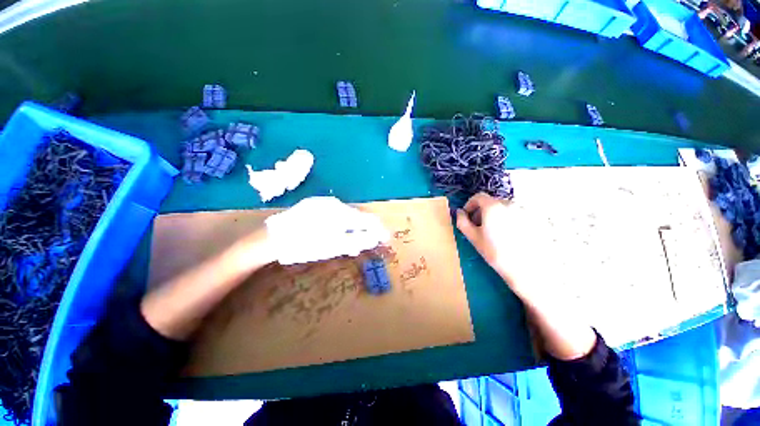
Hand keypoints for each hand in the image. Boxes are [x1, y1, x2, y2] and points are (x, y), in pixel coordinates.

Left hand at [266, 197, 389, 264]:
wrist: (272, 238)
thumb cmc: (305, 245)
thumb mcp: (334, 246)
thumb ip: (357, 241)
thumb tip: (375, 238)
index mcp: (340, 212)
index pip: (366, 219)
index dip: (378, 229)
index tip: (385, 237)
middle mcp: (334, 203)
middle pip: (356, 216)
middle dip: (364, 229)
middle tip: (367, 242)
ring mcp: (323, 203)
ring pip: (345, 215)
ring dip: (352, 228)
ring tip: (351, 242)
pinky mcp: (314, 205)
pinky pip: (334, 214)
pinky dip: (340, 224)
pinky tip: (337, 234)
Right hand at [455, 193, 522, 280]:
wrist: (526, 268)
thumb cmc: (495, 252)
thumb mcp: (473, 237)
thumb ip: (462, 221)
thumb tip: (459, 212)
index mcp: (493, 206)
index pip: (478, 196)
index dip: (470, 204)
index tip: (467, 216)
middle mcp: (510, 203)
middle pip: (491, 202)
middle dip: (482, 211)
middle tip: (478, 226)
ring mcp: (523, 211)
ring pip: (503, 208)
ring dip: (494, 215)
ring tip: (493, 232)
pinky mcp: (532, 219)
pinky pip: (515, 214)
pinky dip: (507, 219)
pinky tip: (508, 235)